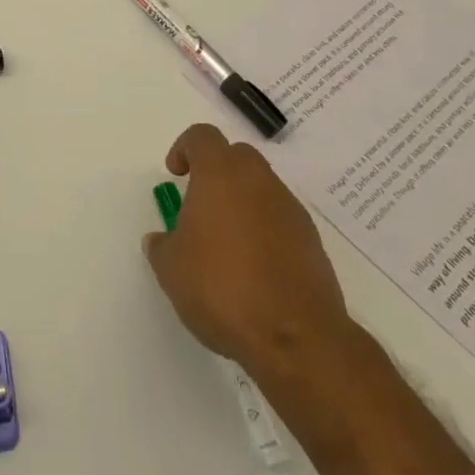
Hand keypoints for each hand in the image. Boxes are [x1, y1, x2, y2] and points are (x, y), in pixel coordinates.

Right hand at [143, 123, 354, 372]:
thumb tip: (161, 241)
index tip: (176, 174)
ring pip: (262, 188)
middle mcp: (258, 181)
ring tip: (226, 244)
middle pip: (237, 156)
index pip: (202, 136)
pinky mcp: (312, 242)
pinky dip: (265, 231)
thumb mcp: (171, 269)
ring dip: (243, 202)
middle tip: (201, 205)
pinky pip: (281, 220)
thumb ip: (162, 246)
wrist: (296, 337)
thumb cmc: (222, 288)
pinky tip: (254, 268)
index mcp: (220, 174)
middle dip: (217, 171)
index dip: (185, 149)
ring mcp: (290, 210)